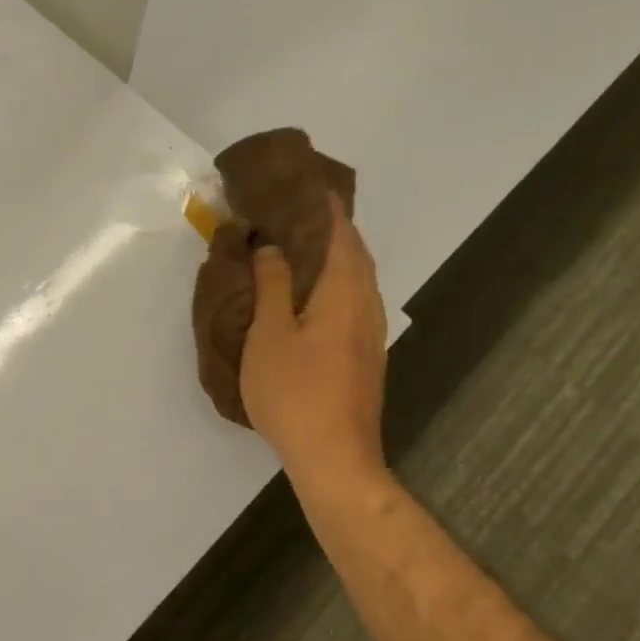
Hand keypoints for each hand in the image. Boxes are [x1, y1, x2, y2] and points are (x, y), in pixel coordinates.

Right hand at [239, 197, 390, 492]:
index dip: (323, 205)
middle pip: (353, 252)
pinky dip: (332, 280)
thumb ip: (271, 285)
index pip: (340, 232)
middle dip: (328, 226)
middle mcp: (366, 304)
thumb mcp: (269, 334)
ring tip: (295, 243)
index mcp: (343, 292)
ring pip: (355, 277)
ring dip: (331, 254)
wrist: (335, 457)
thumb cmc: (295, 392)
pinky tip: (306, 292)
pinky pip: (351, 299)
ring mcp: (369, 332)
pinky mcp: (364, 353)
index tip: (301, 183)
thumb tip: (271, 245)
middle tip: (291, 210)